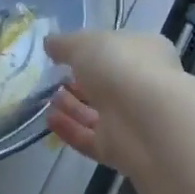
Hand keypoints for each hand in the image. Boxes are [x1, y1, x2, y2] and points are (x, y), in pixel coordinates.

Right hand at [45, 29, 184, 176]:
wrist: (146, 121)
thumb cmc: (120, 66)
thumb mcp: (85, 43)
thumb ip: (65, 43)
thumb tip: (50, 43)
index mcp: (145, 51)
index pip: (118, 49)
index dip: (92, 50)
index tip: (65, 54)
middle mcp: (142, 85)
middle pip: (107, 83)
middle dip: (79, 82)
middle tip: (54, 79)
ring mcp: (132, 119)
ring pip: (98, 113)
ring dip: (72, 106)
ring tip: (48, 99)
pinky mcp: (120, 150)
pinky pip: (90, 138)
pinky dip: (70, 130)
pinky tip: (50, 120)